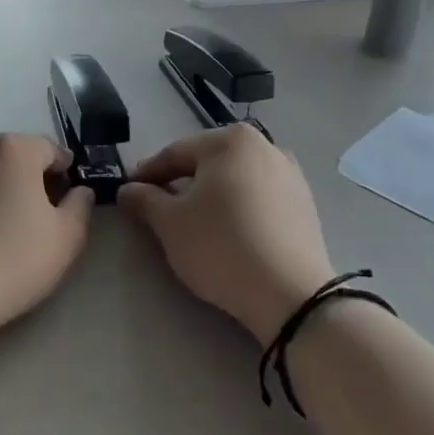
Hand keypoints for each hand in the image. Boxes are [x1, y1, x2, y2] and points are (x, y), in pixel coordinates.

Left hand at [0, 133, 94, 334]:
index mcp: (12, 148)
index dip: (66, 175)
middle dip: (30, 181)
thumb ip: (80, 206)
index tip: (67, 205)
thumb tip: (79, 191)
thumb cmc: (11, 260)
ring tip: (2, 234)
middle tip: (38, 222)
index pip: (51, 149)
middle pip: (14, 158)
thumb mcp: (66, 238)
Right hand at [119, 125, 334, 342]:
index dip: (147, 174)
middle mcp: (266, 146)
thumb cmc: (221, 246)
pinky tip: (227, 232)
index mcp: (231, 140)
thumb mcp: (170, 223)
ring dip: (210, 195)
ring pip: (235, 180)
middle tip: (156, 207)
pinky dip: (238, 208)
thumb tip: (128, 189)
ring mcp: (290, 175)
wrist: (290, 294)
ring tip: (191, 222)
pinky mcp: (305, 205)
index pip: (175, 153)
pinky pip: (259, 198)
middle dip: (180, 182)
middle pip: (208, 163)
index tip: (128, 192)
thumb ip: (144, 200)